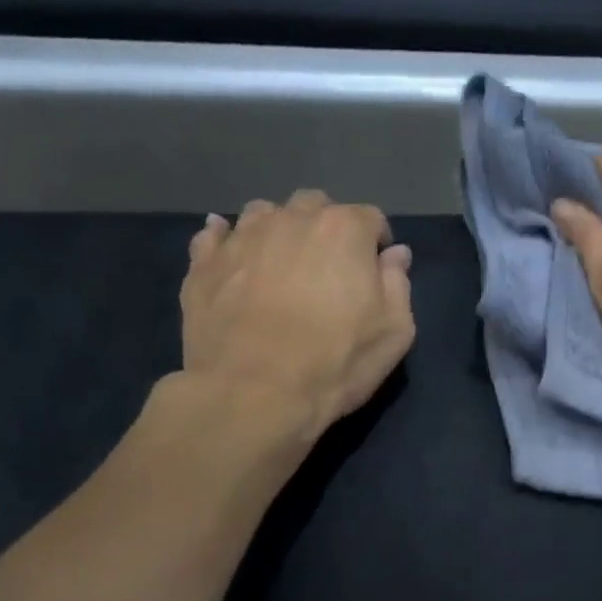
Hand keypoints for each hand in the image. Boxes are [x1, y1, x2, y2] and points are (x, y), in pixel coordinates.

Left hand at [179, 190, 414, 441]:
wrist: (253, 393)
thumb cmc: (336, 363)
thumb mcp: (394, 333)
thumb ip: (398, 285)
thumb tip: (395, 254)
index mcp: (344, 230)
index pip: (370, 219)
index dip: (376, 245)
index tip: (374, 273)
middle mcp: (291, 219)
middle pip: (314, 207)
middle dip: (325, 230)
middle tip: (327, 271)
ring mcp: (242, 237)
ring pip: (264, 214)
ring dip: (278, 231)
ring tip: (280, 267)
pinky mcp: (204, 263)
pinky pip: (214, 236)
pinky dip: (226, 241)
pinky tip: (231, 259)